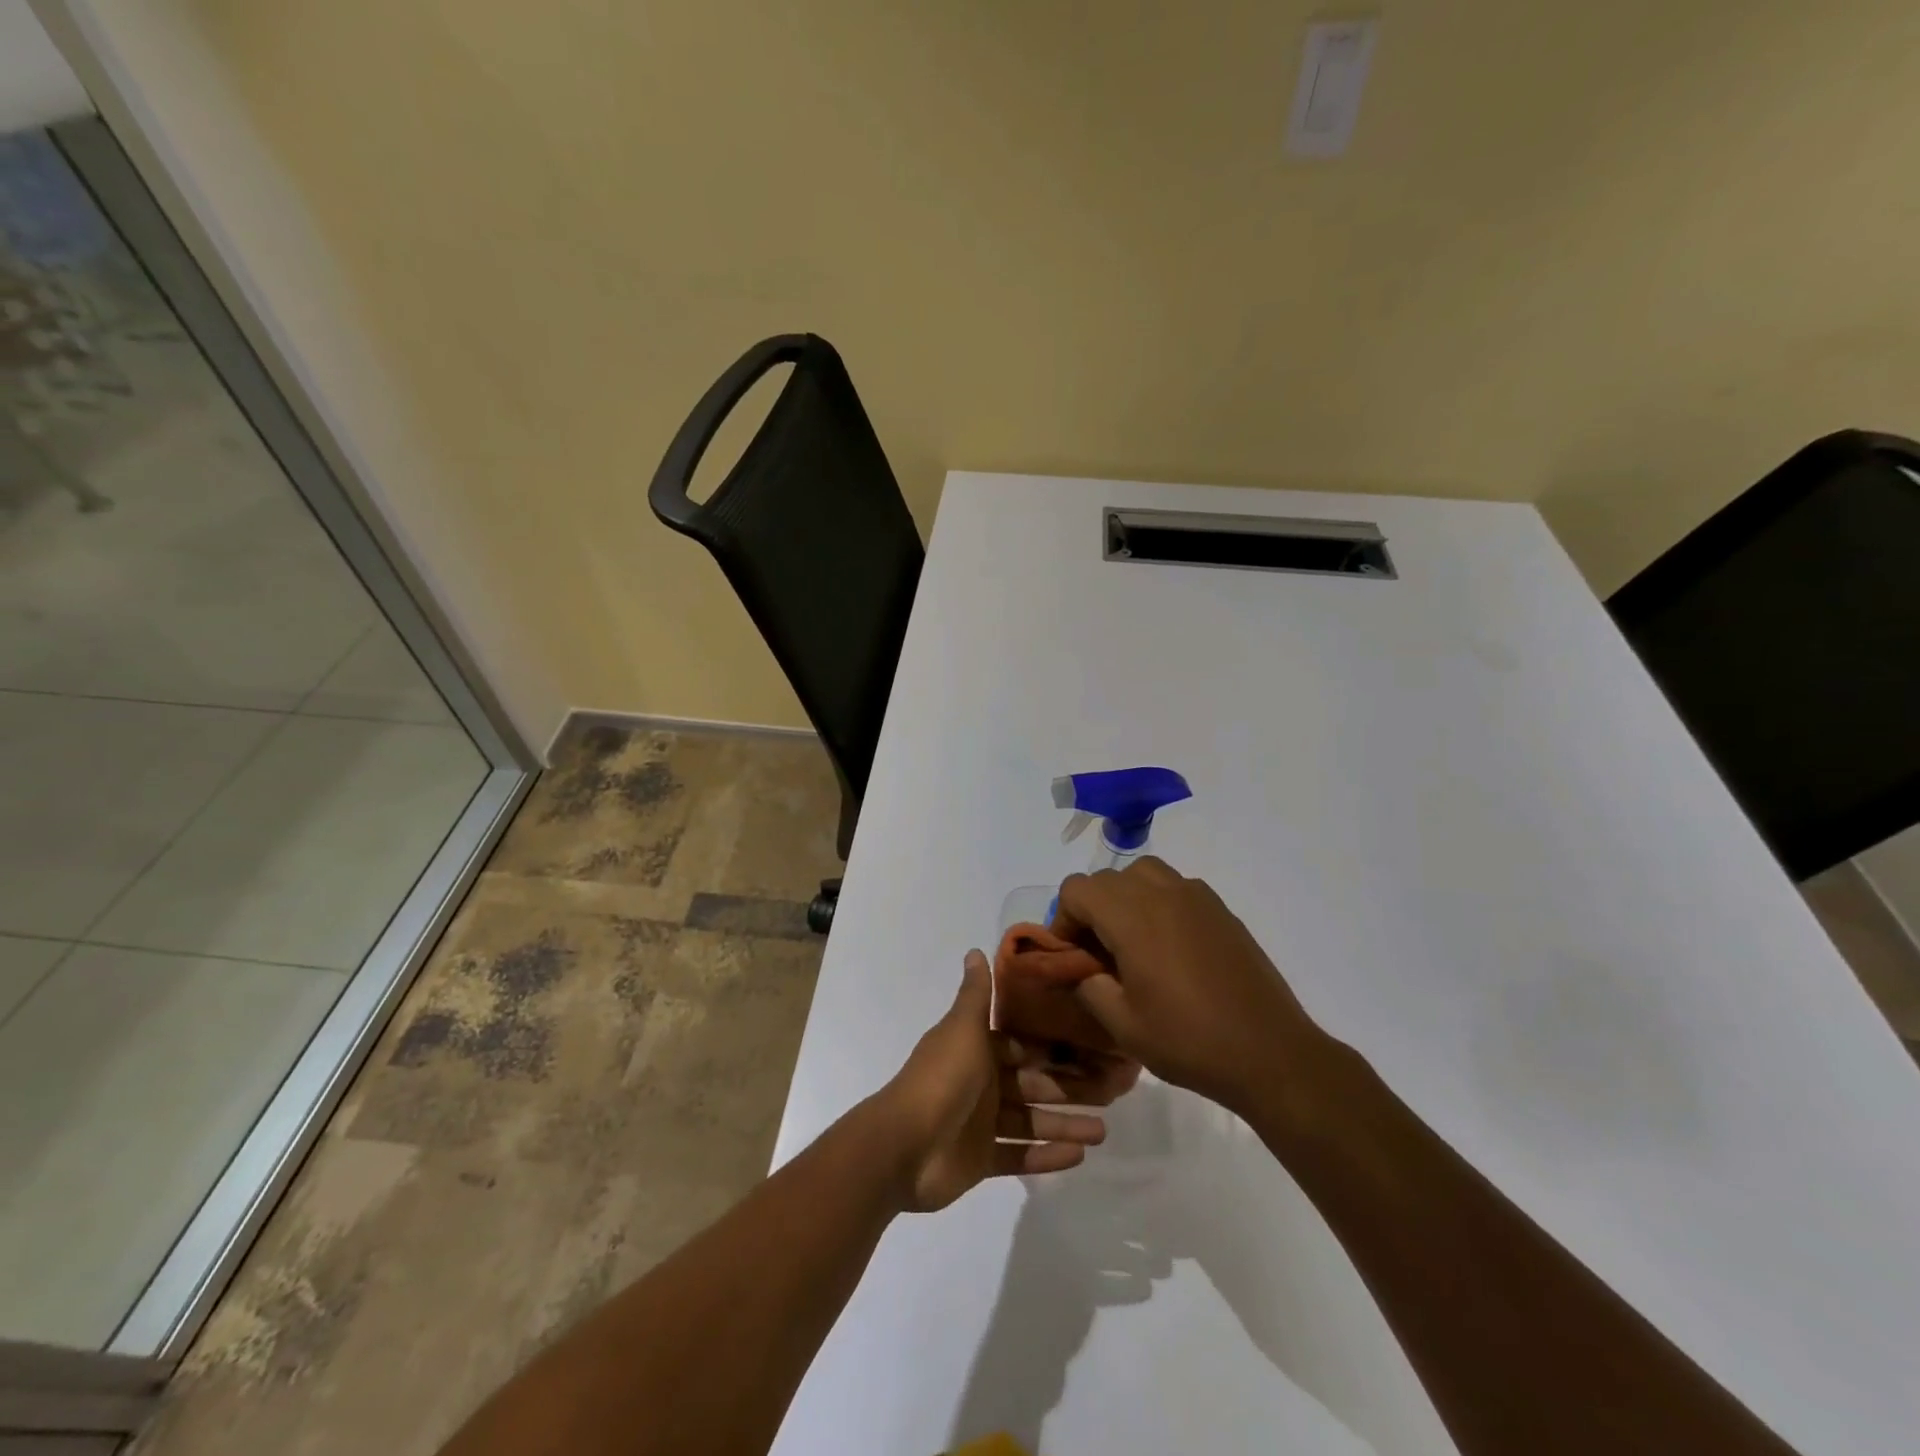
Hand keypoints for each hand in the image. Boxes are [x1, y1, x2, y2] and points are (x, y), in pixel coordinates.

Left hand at [876, 950, 1138, 1212]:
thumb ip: (975, 993)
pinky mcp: (981, 1160)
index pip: (1025, 1046)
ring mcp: (981, 1124)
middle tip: (1113, 1092)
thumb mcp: (962, 1029)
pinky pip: (1020, 1156)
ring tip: (1103, 1131)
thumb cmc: (940, 1079)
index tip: (1095, 1048)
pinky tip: (1078, 1156)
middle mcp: (982, 1082)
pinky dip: (1046, 1156)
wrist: (903, 1145)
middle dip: (1071, 1088)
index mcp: (978, 1049)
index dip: (1057, 1047)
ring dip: (1065, 1124)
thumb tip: (976, 950)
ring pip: (1032, 1121)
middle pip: (1034, 1084)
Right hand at [1053, 857, 1333, 1119]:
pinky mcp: (1220, 909)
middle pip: (1107, 879)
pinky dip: (1158, 903)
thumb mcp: (1122, 1025)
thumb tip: (1076, 968)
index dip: (1064, 919)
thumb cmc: (1189, 1040)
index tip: (1073, 956)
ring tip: (1133, 942)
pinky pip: (1175, 887)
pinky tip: (1170, 947)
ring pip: (1143, 873)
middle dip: (1092, 910)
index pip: (1077, 889)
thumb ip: (1087, 986)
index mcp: (1132, 917)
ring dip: (1126, 898)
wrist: (1270, 1053)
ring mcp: (1196, 896)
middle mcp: (1162, 893)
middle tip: (1099, 956)